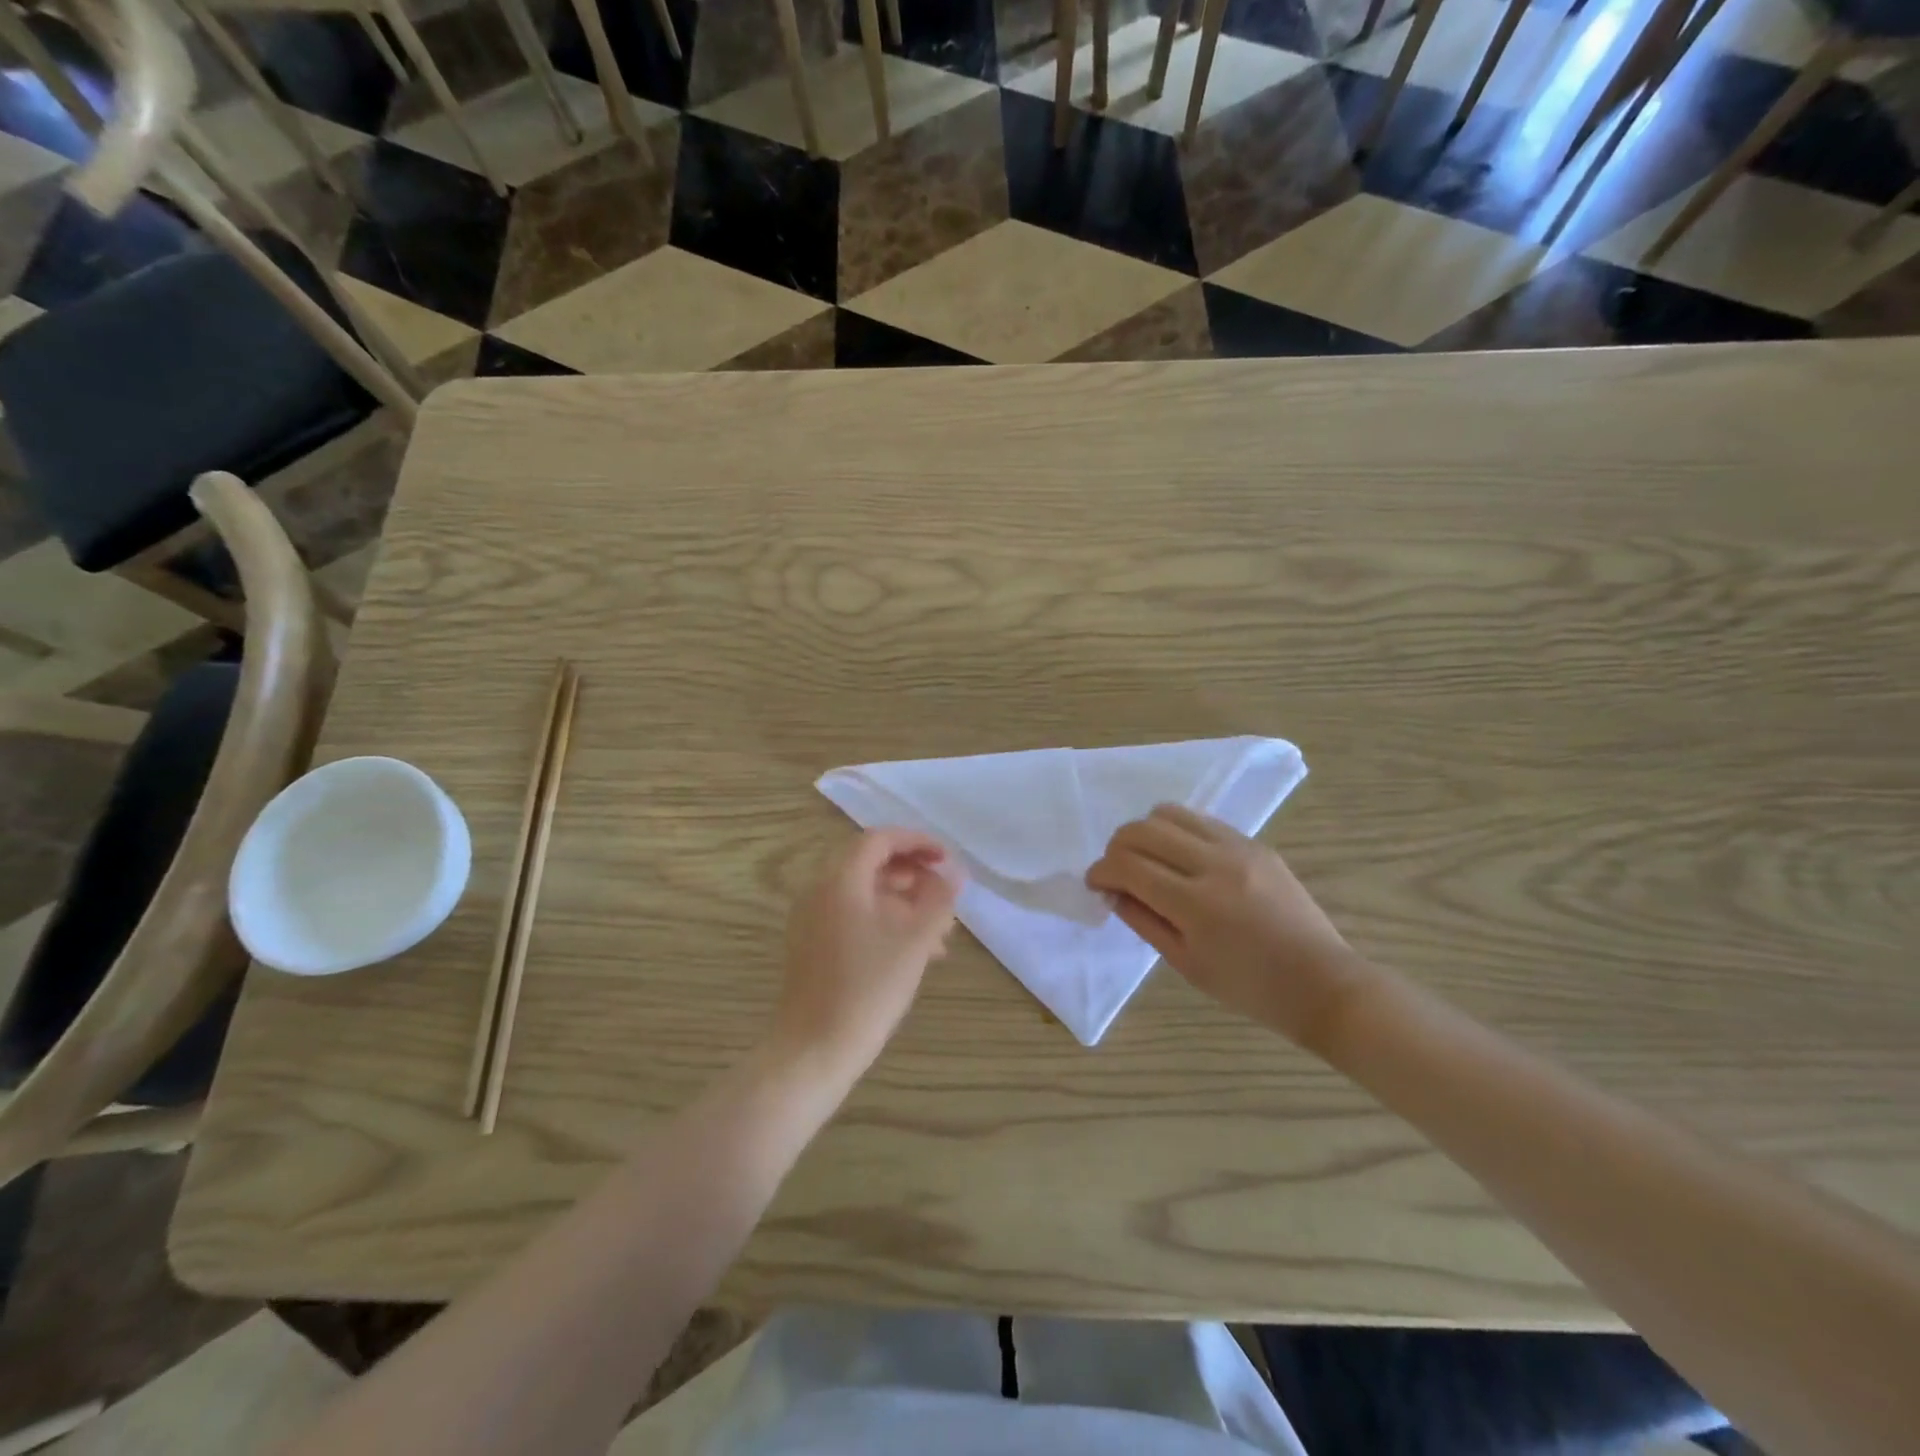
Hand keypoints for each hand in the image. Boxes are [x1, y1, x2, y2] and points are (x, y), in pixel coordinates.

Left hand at [773, 828, 959, 1074]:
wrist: (813, 1050)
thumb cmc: (867, 988)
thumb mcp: (914, 940)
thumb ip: (938, 900)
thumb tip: (952, 875)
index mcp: (840, 879)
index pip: (880, 839)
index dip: (917, 842)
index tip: (947, 860)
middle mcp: (819, 890)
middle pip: (870, 863)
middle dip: (912, 874)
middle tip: (944, 894)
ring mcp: (811, 918)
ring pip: (864, 893)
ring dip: (903, 902)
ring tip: (940, 931)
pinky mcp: (812, 945)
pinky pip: (852, 916)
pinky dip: (884, 921)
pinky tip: (913, 952)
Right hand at [1086, 805, 1373, 1051]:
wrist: (1321, 983)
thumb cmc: (1249, 987)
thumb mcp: (1185, 963)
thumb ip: (1143, 920)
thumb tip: (1112, 890)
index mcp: (1195, 904)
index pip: (1128, 865)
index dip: (1101, 872)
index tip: (1096, 885)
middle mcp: (1215, 864)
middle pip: (1142, 830)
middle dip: (1116, 848)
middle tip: (1117, 873)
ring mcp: (1238, 847)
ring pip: (1169, 813)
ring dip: (1145, 833)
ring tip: (1148, 861)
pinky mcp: (1254, 843)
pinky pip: (1201, 821)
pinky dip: (1177, 833)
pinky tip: (1181, 860)